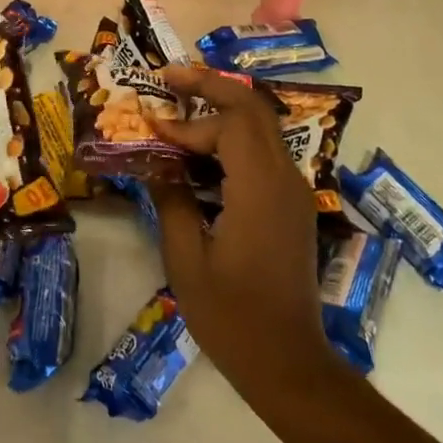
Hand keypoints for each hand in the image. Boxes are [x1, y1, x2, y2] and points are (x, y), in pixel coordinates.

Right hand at [147, 66, 332, 398]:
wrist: (289, 364)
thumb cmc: (232, 316)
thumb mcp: (186, 259)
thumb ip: (171, 200)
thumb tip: (155, 162)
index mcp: (259, 188)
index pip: (228, 123)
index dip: (186, 121)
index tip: (150, 130)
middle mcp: (284, 178)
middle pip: (253, 107)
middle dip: (210, 86)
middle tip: (168, 78)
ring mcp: (293, 190)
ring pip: (261, 125)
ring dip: (222, 108)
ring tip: (180, 106)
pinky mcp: (291, 204)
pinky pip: (263, 151)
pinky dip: (232, 137)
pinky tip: (201, 151)